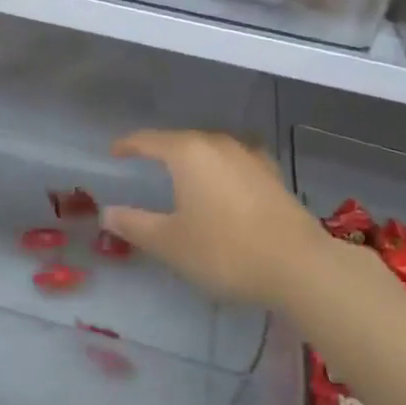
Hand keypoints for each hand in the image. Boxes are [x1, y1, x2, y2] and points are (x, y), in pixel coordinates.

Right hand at [101, 130, 336, 306]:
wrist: (298, 265)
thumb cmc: (224, 250)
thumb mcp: (171, 243)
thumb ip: (135, 225)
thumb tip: (107, 212)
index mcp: (189, 153)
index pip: (150, 140)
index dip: (129, 145)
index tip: (114, 152)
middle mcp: (219, 144)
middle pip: (182, 139)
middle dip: (162, 149)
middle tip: (145, 163)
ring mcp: (250, 156)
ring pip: (212, 148)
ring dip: (194, 157)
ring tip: (183, 173)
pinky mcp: (271, 174)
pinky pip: (236, 161)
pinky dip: (221, 168)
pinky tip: (225, 182)